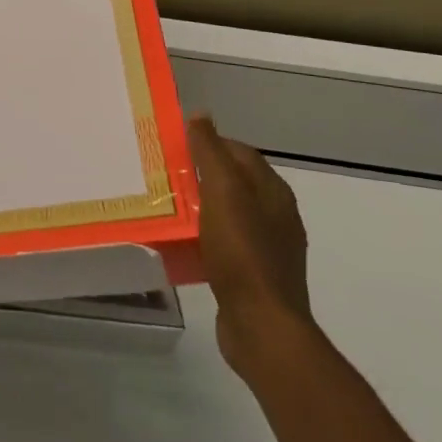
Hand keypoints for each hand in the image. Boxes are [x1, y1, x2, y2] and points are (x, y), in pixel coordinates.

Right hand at [191, 115, 313, 373]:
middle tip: (165, 174)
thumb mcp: (223, 193)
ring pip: (228, 214)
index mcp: (273, 192)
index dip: (209, 144)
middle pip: (234, 182)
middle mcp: (276, 216)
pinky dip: (204, 237)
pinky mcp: (254, 276)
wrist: (262, 326)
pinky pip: (225, 244)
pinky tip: (182, 243)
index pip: (240, 152)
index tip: (174, 146)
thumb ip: (211, 153)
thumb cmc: (242, 253)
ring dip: (201, 207)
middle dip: (201, 175)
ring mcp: (268, 248)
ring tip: (167, 206)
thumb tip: (201, 115)